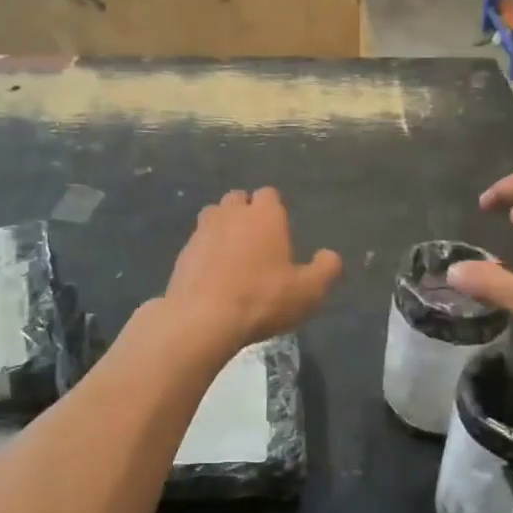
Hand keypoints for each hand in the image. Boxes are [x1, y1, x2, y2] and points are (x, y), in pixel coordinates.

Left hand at [163, 188, 341, 353]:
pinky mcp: (183, 252)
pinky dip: (206, 251)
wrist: (203, 318)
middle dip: (246, 213)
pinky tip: (213, 274)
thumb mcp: (308, 291)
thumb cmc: (262, 299)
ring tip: (232, 254)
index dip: (275, 210)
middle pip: (238, 199)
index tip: (280, 232)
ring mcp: (202, 230)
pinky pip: (198, 242)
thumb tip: (330, 255)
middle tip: (257, 241)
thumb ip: (326, 269)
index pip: (270, 194)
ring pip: (214, 215)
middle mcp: (231, 213)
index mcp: (265, 215)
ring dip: (223, 227)